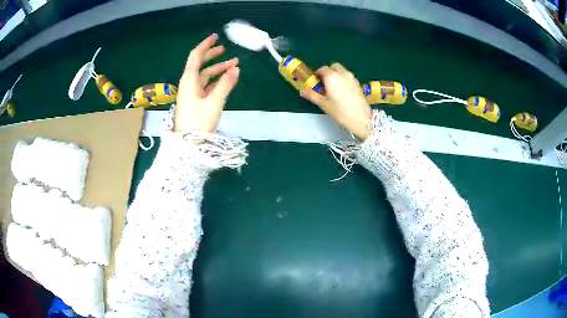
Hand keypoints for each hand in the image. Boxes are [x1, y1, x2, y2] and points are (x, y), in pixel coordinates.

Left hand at [174, 33, 239, 133]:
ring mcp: (191, 94)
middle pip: (199, 65)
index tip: (216, 37)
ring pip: (204, 76)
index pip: (196, 56)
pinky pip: (206, 86)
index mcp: (189, 80)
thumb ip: (226, 84)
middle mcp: (189, 84)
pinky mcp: (195, 102)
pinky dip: (216, 81)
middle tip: (225, 50)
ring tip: (233, 65)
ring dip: (217, 70)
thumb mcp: (214, 102)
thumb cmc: (198, 122)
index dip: (205, 45)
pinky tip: (226, 81)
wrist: (187, 144)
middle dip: (212, 56)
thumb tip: (236, 69)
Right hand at [300, 63, 371, 139]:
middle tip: (324, 84)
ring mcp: (352, 77)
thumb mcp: (323, 104)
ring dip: (336, 75)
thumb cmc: (340, 111)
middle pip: (333, 67)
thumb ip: (312, 95)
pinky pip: (348, 77)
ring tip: (333, 88)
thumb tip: (302, 91)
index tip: (315, 82)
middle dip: (328, 72)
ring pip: (342, 71)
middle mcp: (342, 73)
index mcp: (332, 76)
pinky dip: (343, 79)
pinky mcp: (358, 83)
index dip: (317, 74)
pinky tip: (342, 92)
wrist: (361, 119)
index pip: (322, 69)